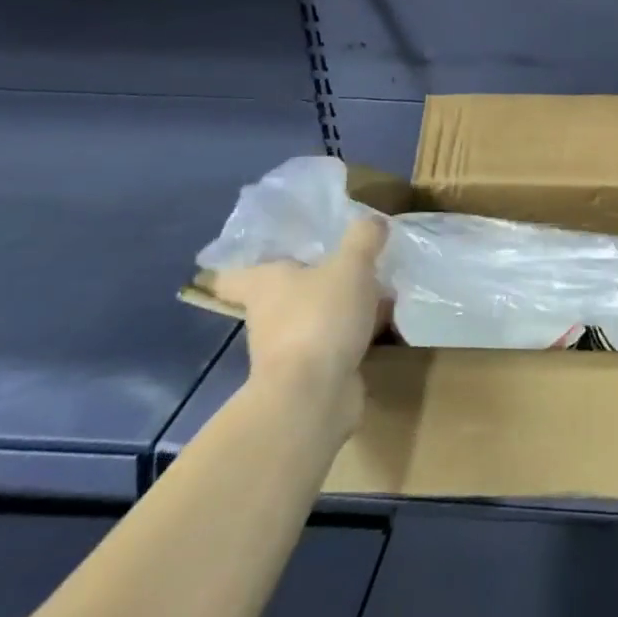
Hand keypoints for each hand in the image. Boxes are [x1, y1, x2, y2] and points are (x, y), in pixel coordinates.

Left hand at [207, 219, 386, 436]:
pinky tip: (383, 321)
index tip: (269, 251)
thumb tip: (373, 220)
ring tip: (377, 288)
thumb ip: (363, 238)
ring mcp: (287, 348)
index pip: (234, 273)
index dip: (246, 261)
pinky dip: (354, 332)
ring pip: (312, 316)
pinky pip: (334, 341)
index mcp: (264, 285)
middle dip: (311, 279)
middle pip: (282, 293)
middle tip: (345, 260)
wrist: (314, 396)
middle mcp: (267, 316)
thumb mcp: (351, 265)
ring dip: (338, 306)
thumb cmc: (320, 318)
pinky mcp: (312, 372)